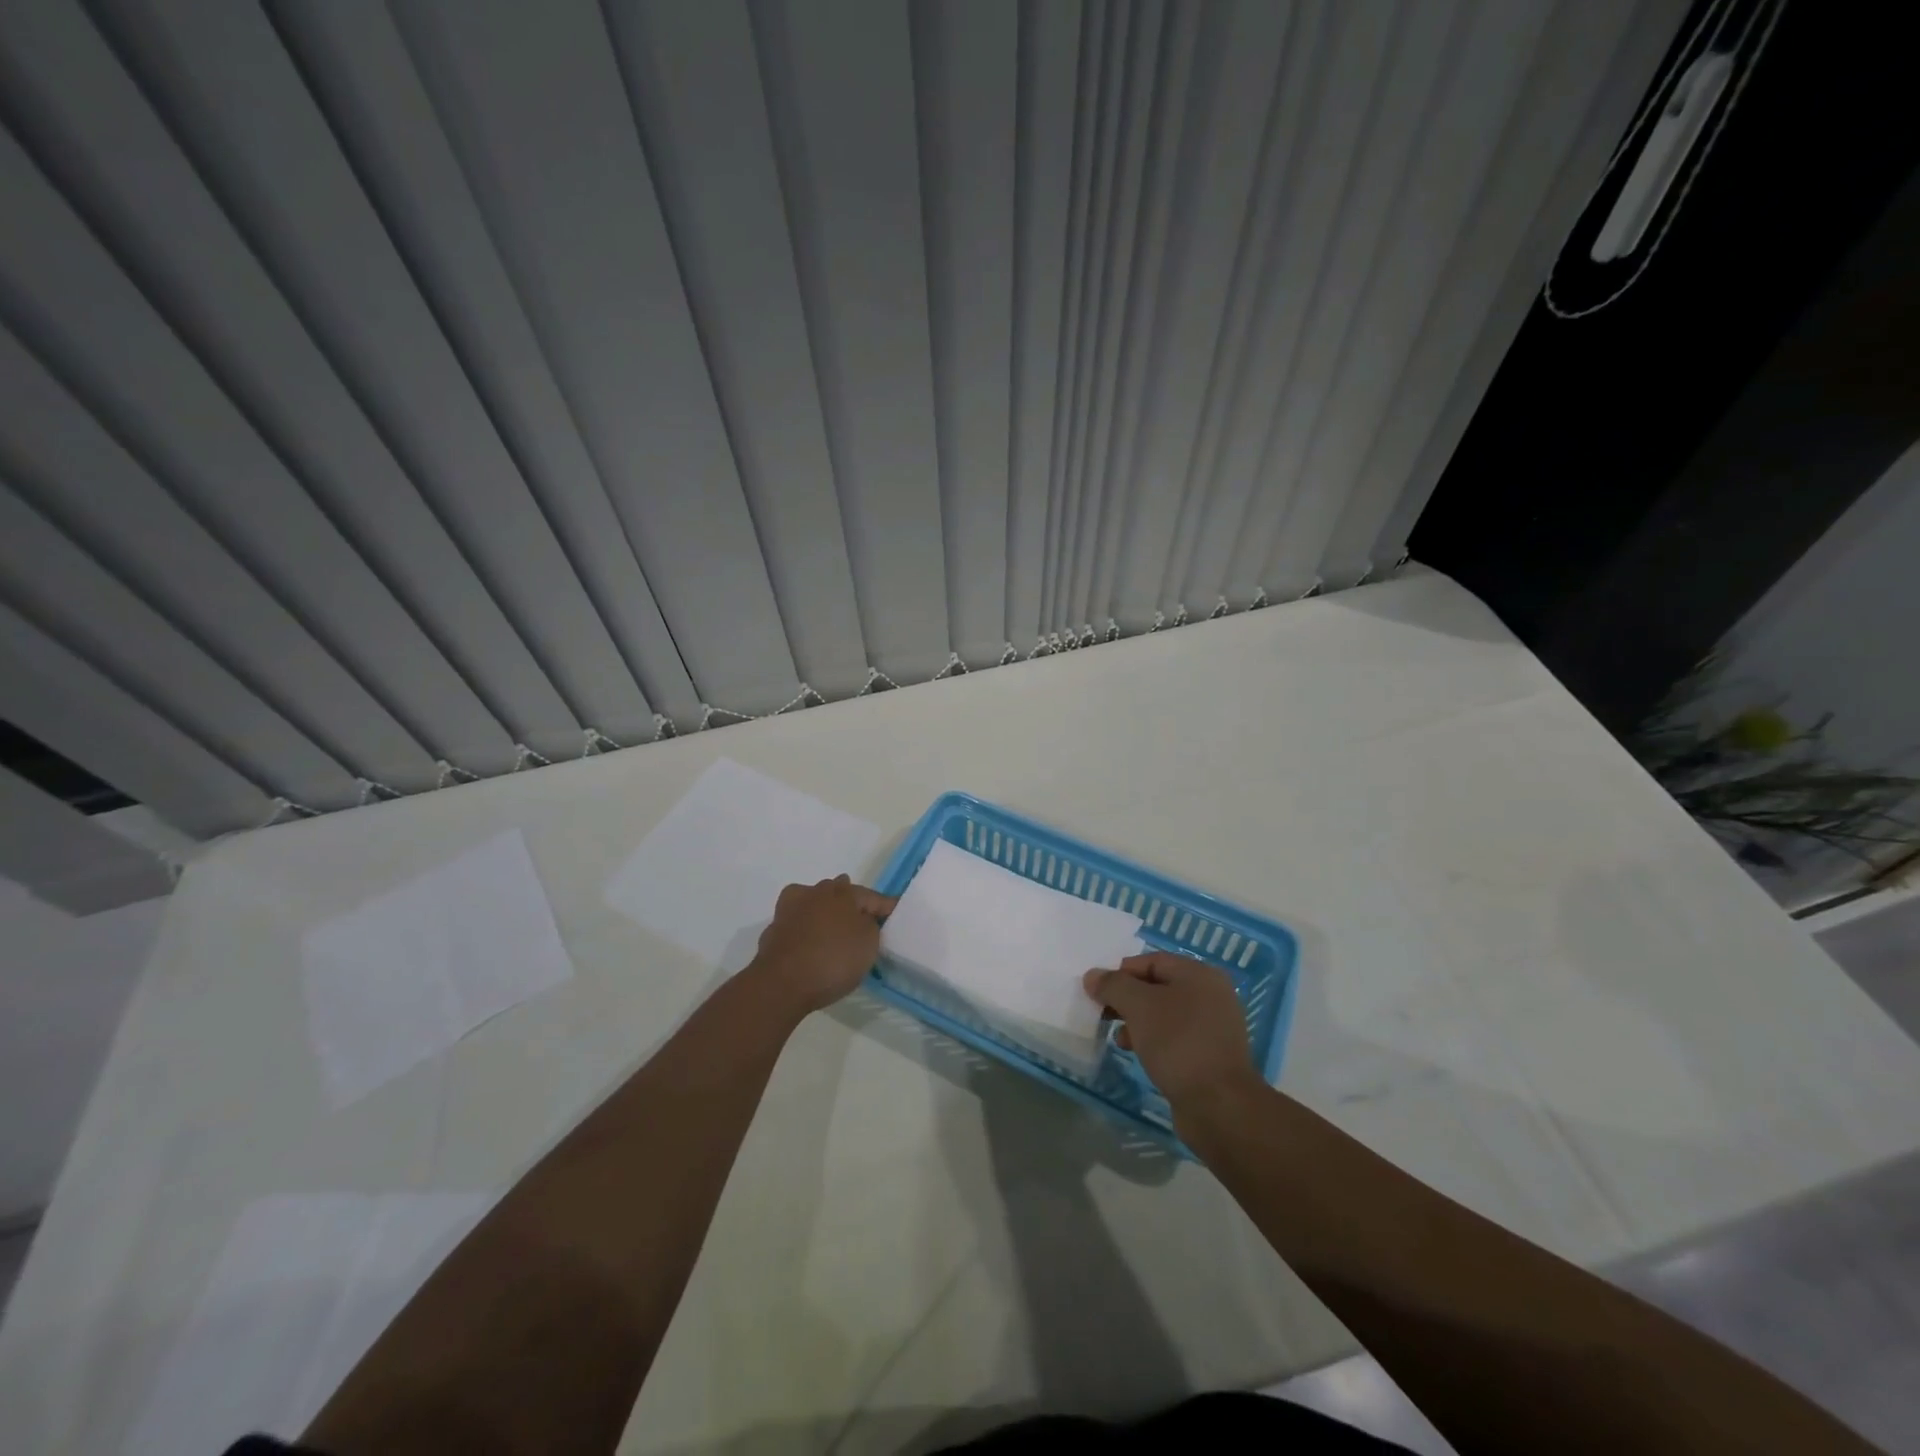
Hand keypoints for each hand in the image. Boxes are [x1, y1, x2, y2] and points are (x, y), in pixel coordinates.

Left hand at [748, 876, 894, 1016]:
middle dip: (850, 901)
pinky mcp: (773, 929)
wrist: (781, 983)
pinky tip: (808, 942)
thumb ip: (870, 925)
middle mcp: (816, 893)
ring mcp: (791, 909)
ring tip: (832, 926)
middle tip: (861, 917)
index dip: (884, 906)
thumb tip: (862, 919)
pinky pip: (796, 923)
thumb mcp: (868, 945)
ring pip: (812, 901)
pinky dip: (805, 928)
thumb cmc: (833, 960)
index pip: (870, 896)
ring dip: (823, 909)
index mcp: (843, 893)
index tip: (894, 912)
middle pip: (838, 891)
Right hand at [1084, 952, 1260, 1109]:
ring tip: (1120, 1038)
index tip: (1098, 992)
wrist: (1219, 1105)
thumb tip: (1092, 975)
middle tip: (1104, 1014)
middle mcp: (1210, 995)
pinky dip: (1153, 1040)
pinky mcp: (1209, 1054)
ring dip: (1137, 1021)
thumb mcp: (1139, 1006)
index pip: (1151, 961)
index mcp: (1199, 975)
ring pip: (1164, 1014)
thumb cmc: (1178, 1043)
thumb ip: (1113, 986)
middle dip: (1127, 999)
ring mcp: (1212, 1026)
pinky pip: (1174, 1037)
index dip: (1121, 973)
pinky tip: (1138, 1053)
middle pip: (1158, 986)